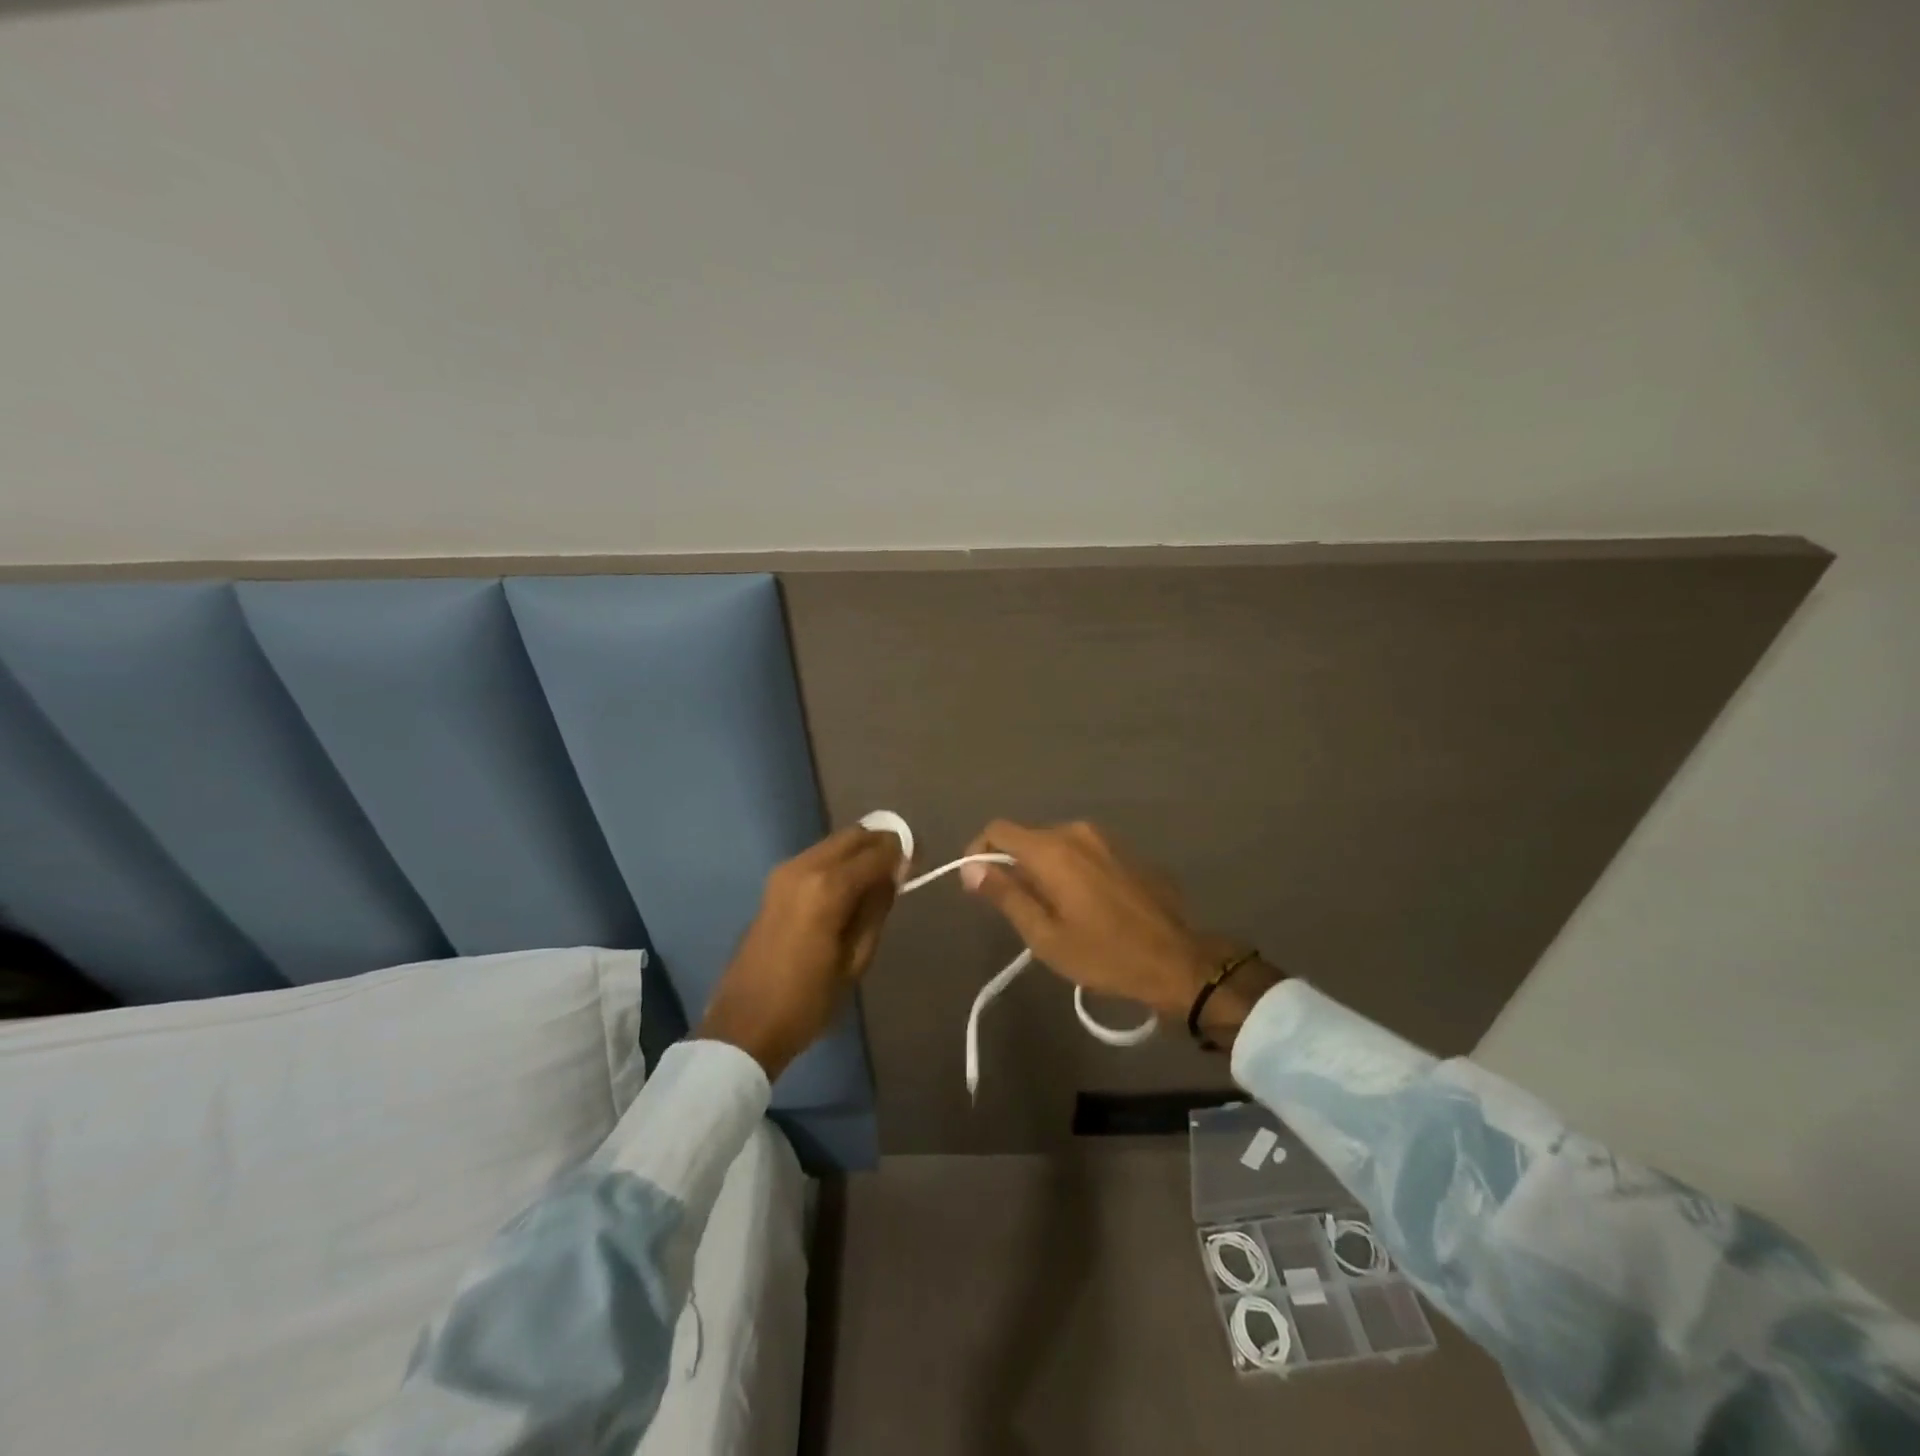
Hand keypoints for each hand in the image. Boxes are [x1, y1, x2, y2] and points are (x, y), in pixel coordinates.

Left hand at [696, 827, 904, 1078]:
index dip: (903, 851)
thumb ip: (876, 910)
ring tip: (879, 879)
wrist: (745, 1024)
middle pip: (854, 835)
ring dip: (860, 851)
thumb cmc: (807, 1001)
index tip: (920, 860)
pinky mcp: (774, 883)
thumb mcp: (855, 961)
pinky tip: (850, 888)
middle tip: (902, 866)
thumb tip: (893, 876)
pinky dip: (840, 862)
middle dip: (881, 843)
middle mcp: (805, 867)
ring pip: (834, 843)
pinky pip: (817, 857)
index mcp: (829, 888)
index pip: (878, 851)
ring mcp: (785, 872)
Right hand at [961, 820, 1277, 1046]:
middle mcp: (1077, 831)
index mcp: (1053, 850)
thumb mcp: (1045, 935)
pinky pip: (1083, 851)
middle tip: (1018, 910)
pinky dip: (1071, 869)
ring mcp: (1106, 838)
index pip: (998, 830)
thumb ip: (1006, 894)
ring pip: (1056, 844)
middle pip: (1027, 837)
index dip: (979, 852)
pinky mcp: (1126, 850)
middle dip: (1014, 866)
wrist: (1179, 961)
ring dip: (1043, 868)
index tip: (978, 884)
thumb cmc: (1105, 954)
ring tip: (1052, 910)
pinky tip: (1085, 904)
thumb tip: (971, 867)